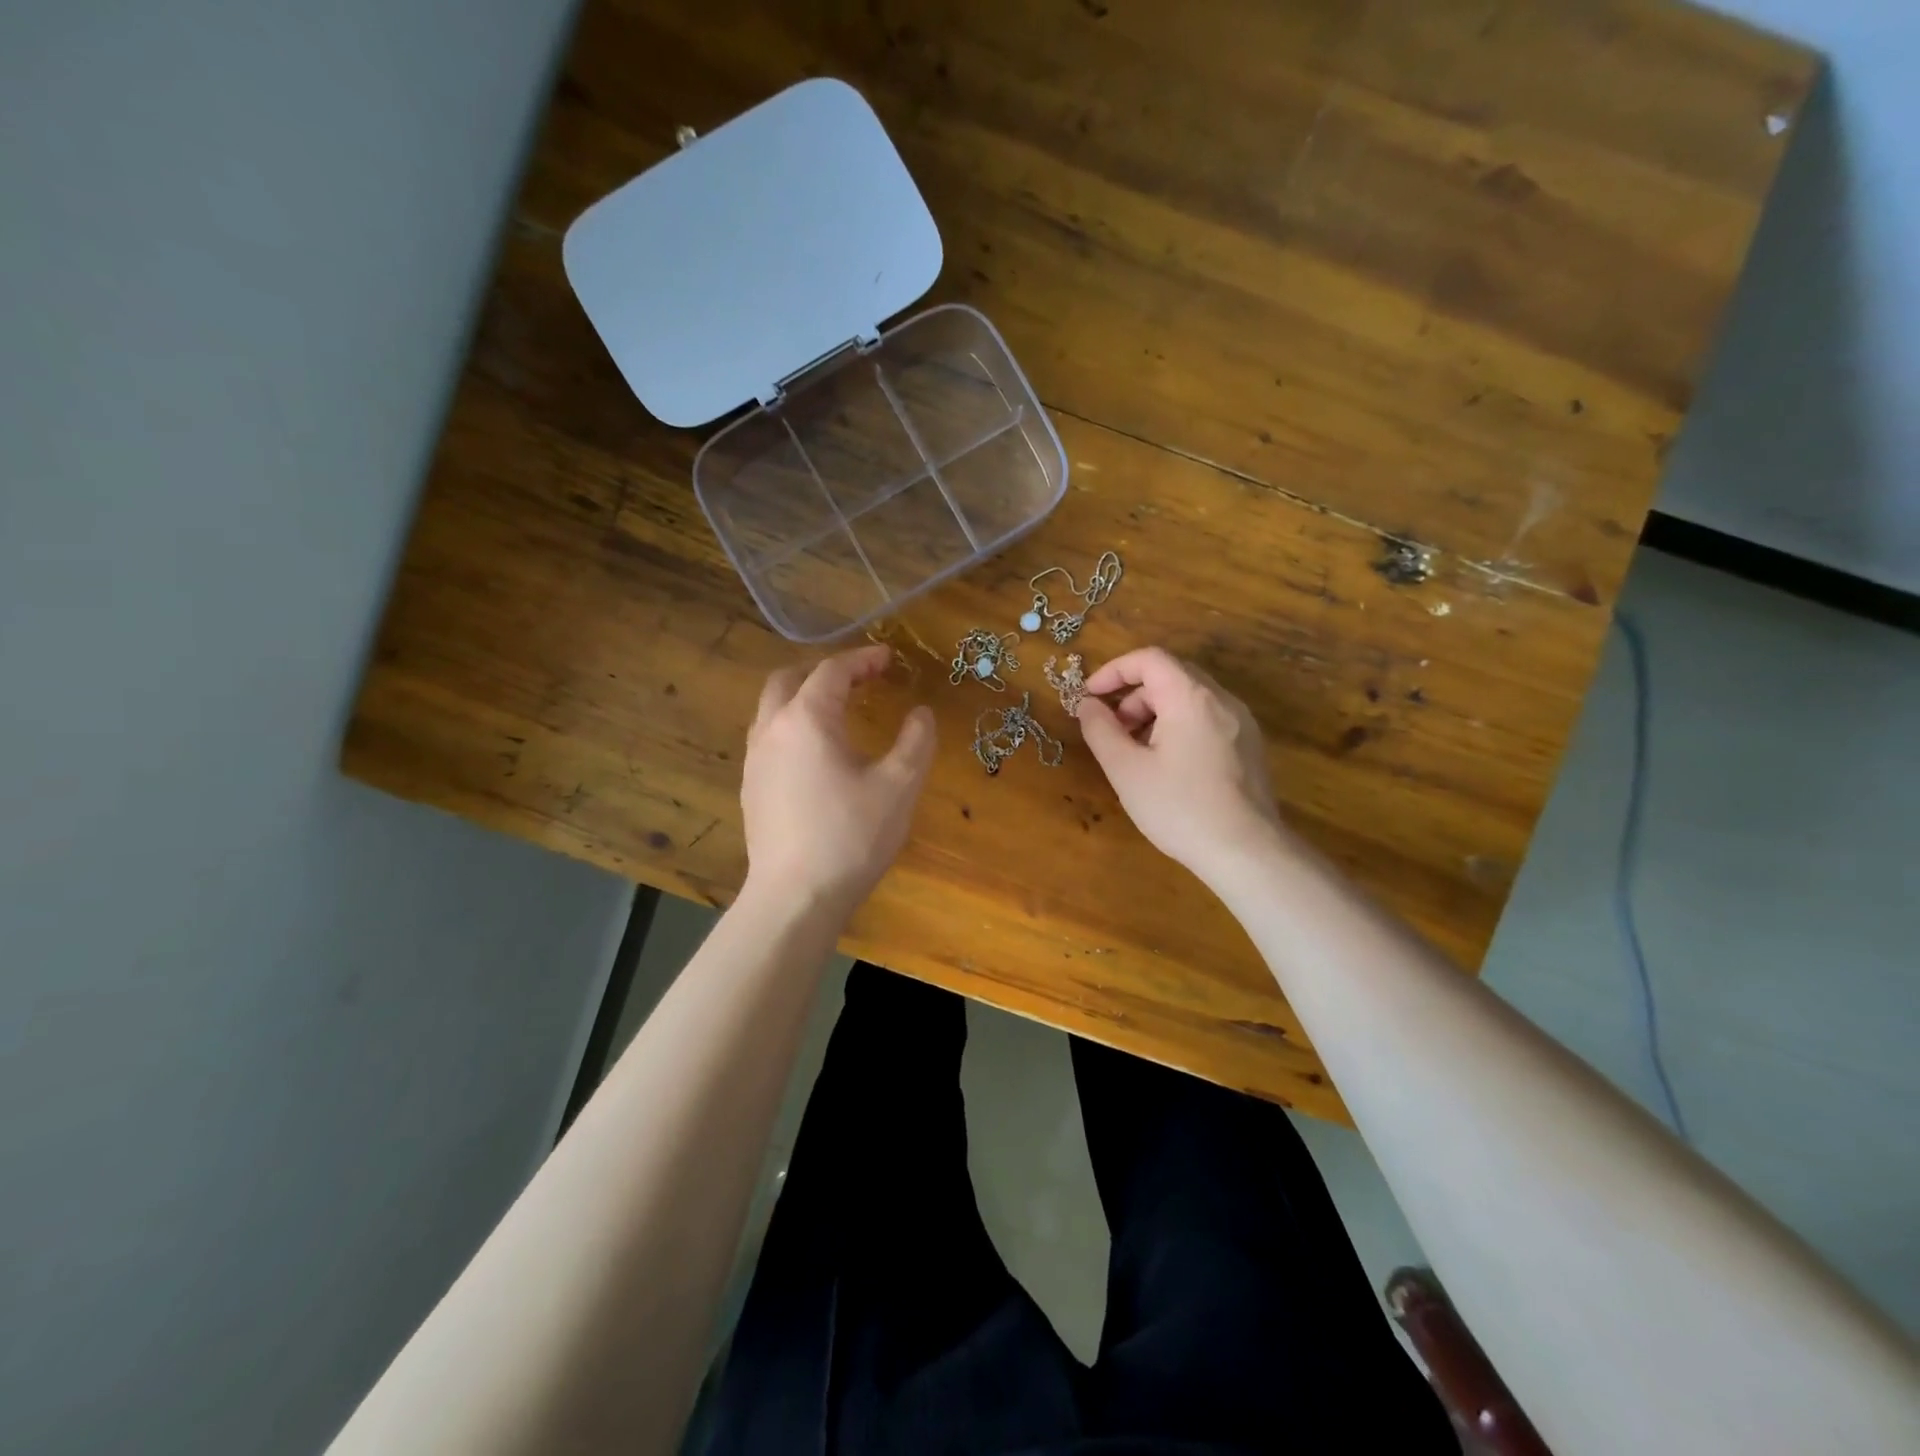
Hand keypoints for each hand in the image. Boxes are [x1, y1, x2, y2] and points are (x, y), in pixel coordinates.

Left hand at [741, 645, 936, 913]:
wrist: (795, 897)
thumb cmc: (851, 836)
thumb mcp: (899, 786)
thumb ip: (916, 741)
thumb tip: (921, 714)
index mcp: (807, 719)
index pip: (832, 671)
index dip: (862, 659)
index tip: (889, 659)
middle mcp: (772, 729)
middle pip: (789, 679)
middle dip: (824, 672)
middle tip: (859, 680)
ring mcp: (754, 760)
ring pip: (772, 709)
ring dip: (803, 698)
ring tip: (838, 712)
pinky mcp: (750, 788)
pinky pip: (769, 738)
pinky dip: (792, 727)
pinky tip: (816, 755)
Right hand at [1076, 647, 1285, 884]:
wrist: (1247, 852)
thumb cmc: (1180, 808)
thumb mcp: (1126, 770)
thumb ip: (1100, 730)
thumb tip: (1087, 705)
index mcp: (1191, 697)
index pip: (1149, 658)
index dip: (1114, 671)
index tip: (1090, 697)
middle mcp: (1222, 699)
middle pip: (1170, 676)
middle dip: (1133, 696)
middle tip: (1111, 730)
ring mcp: (1241, 722)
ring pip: (1189, 698)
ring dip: (1155, 713)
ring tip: (1136, 752)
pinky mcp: (1249, 746)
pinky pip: (1207, 718)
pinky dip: (1178, 726)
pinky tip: (1167, 765)